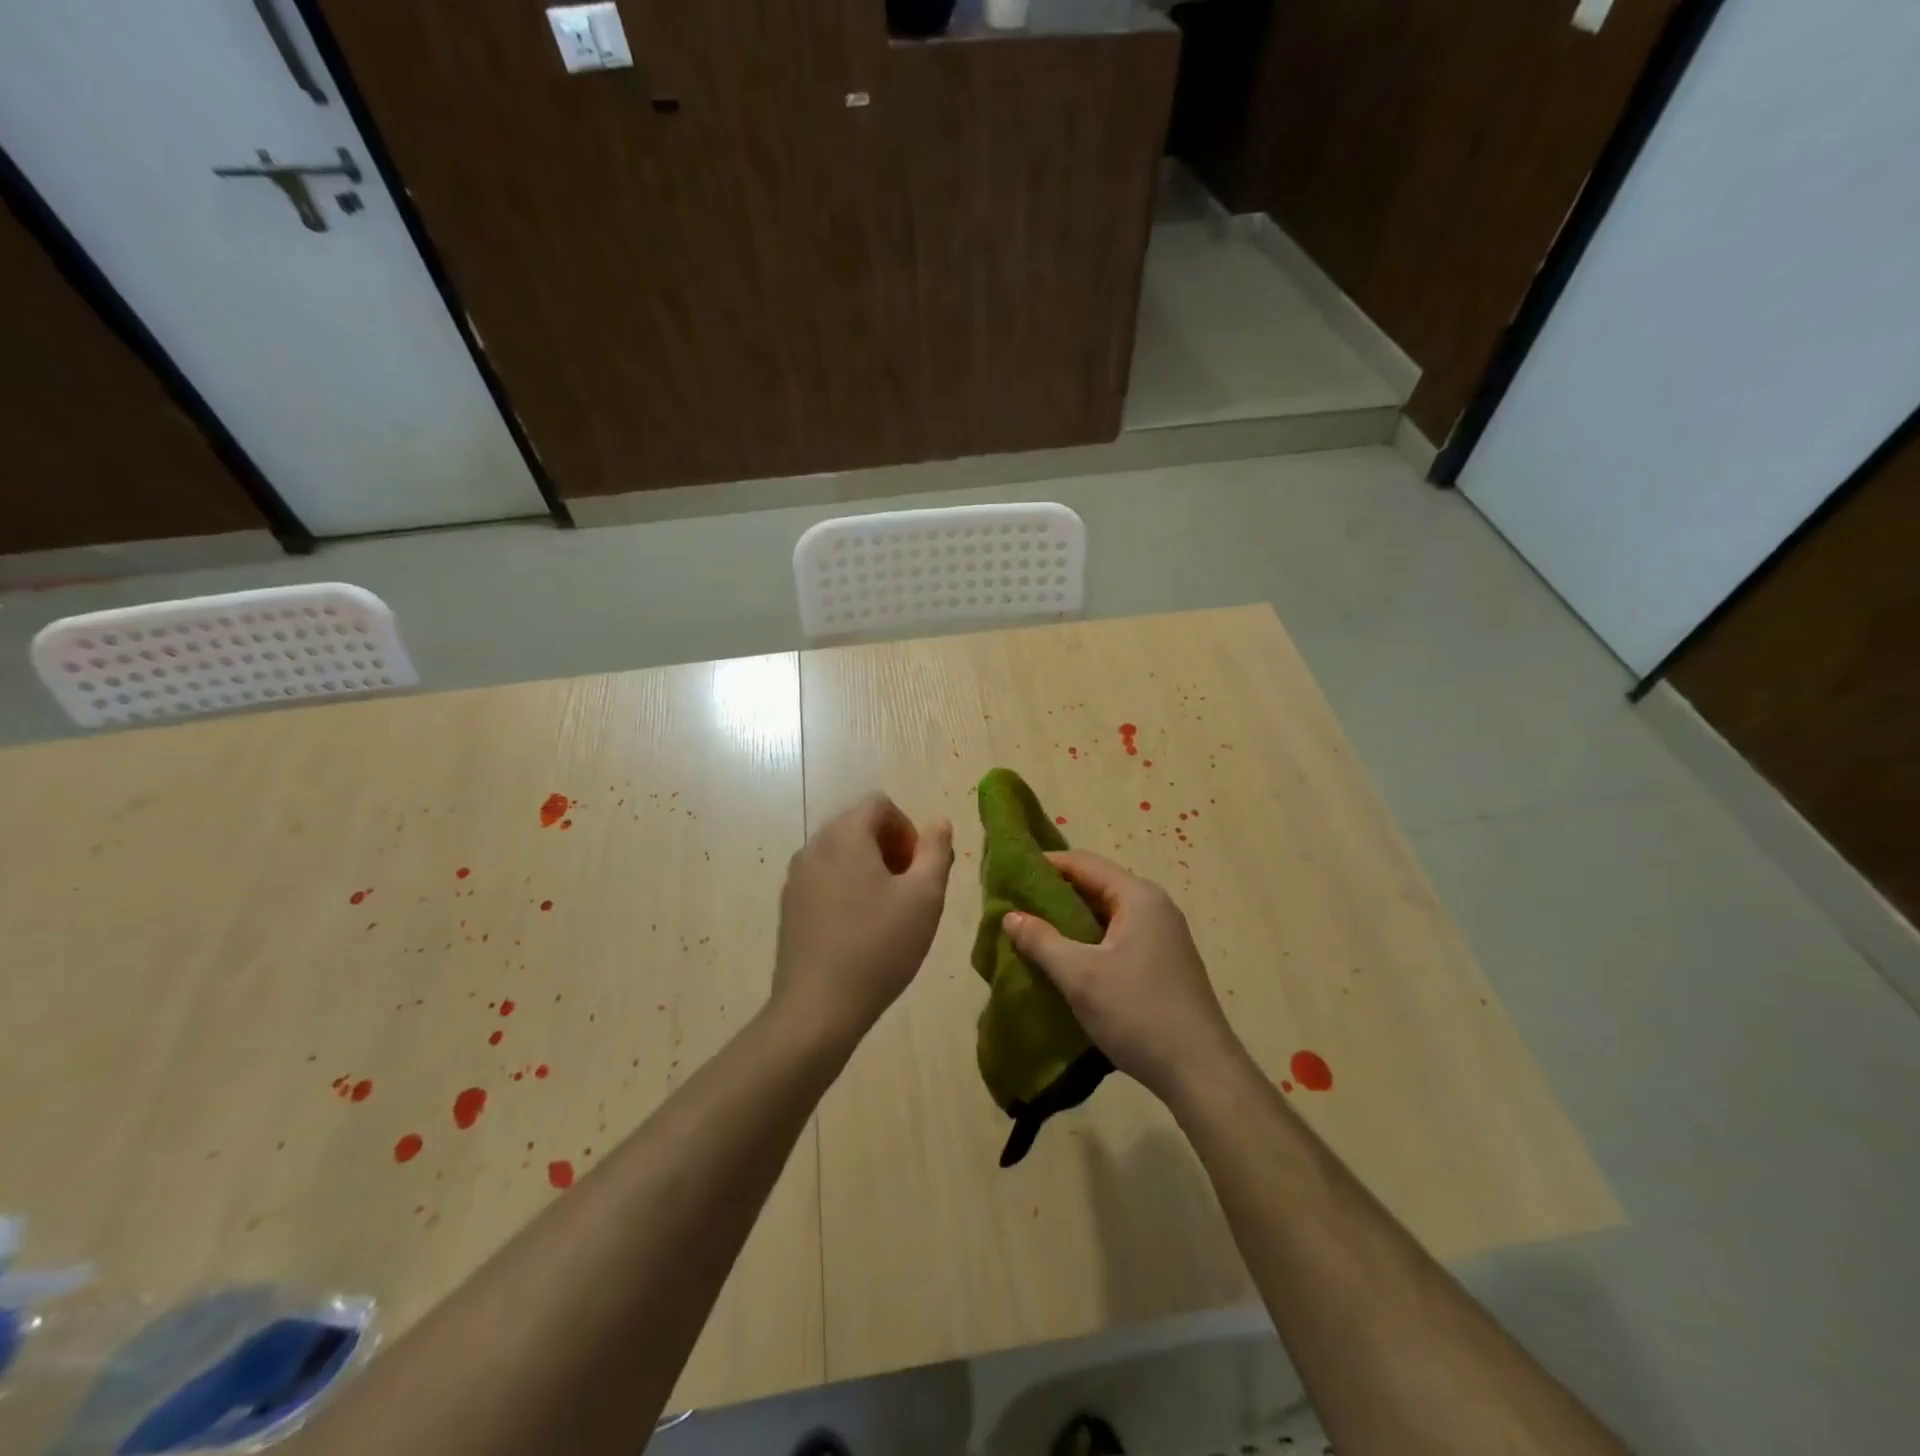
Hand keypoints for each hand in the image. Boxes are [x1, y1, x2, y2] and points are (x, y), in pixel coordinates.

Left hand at [772, 794, 953, 1046]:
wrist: (818, 1007)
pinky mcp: (789, 906)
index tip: (919, 869)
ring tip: (887, 913)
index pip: (880, 804)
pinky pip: (824, 879)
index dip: (908, 829)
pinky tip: (859, 930)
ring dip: (869, 869)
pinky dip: (846, 889)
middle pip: (859, 826)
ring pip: (841, 854)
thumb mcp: (925, 896)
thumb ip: (936, 851)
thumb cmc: (879, 946)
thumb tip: (939, 823)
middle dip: (890, 849)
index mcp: (845, 834)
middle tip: (909, 891)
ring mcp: (796, 877)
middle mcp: (814, 846)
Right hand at [1003, 850, 1241, 1103]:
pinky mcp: (1163, 964)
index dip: (1045, 866)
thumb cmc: (1138, 1013)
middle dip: (1054, 896)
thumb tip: (1010, 916)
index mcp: (1138, 897)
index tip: (1010, 876)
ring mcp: (1162, 937)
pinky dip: (1089, 943)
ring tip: (1032, 935)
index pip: (1083, 863)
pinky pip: (1117, 939)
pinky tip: (1065, 963)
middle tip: (1015, 908)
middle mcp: (1154, 907)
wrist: (1201, 1073)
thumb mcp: (1080, 975)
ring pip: (1106, 916)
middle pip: (1096, 887)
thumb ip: (1041, 941)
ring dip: (1070, 923)